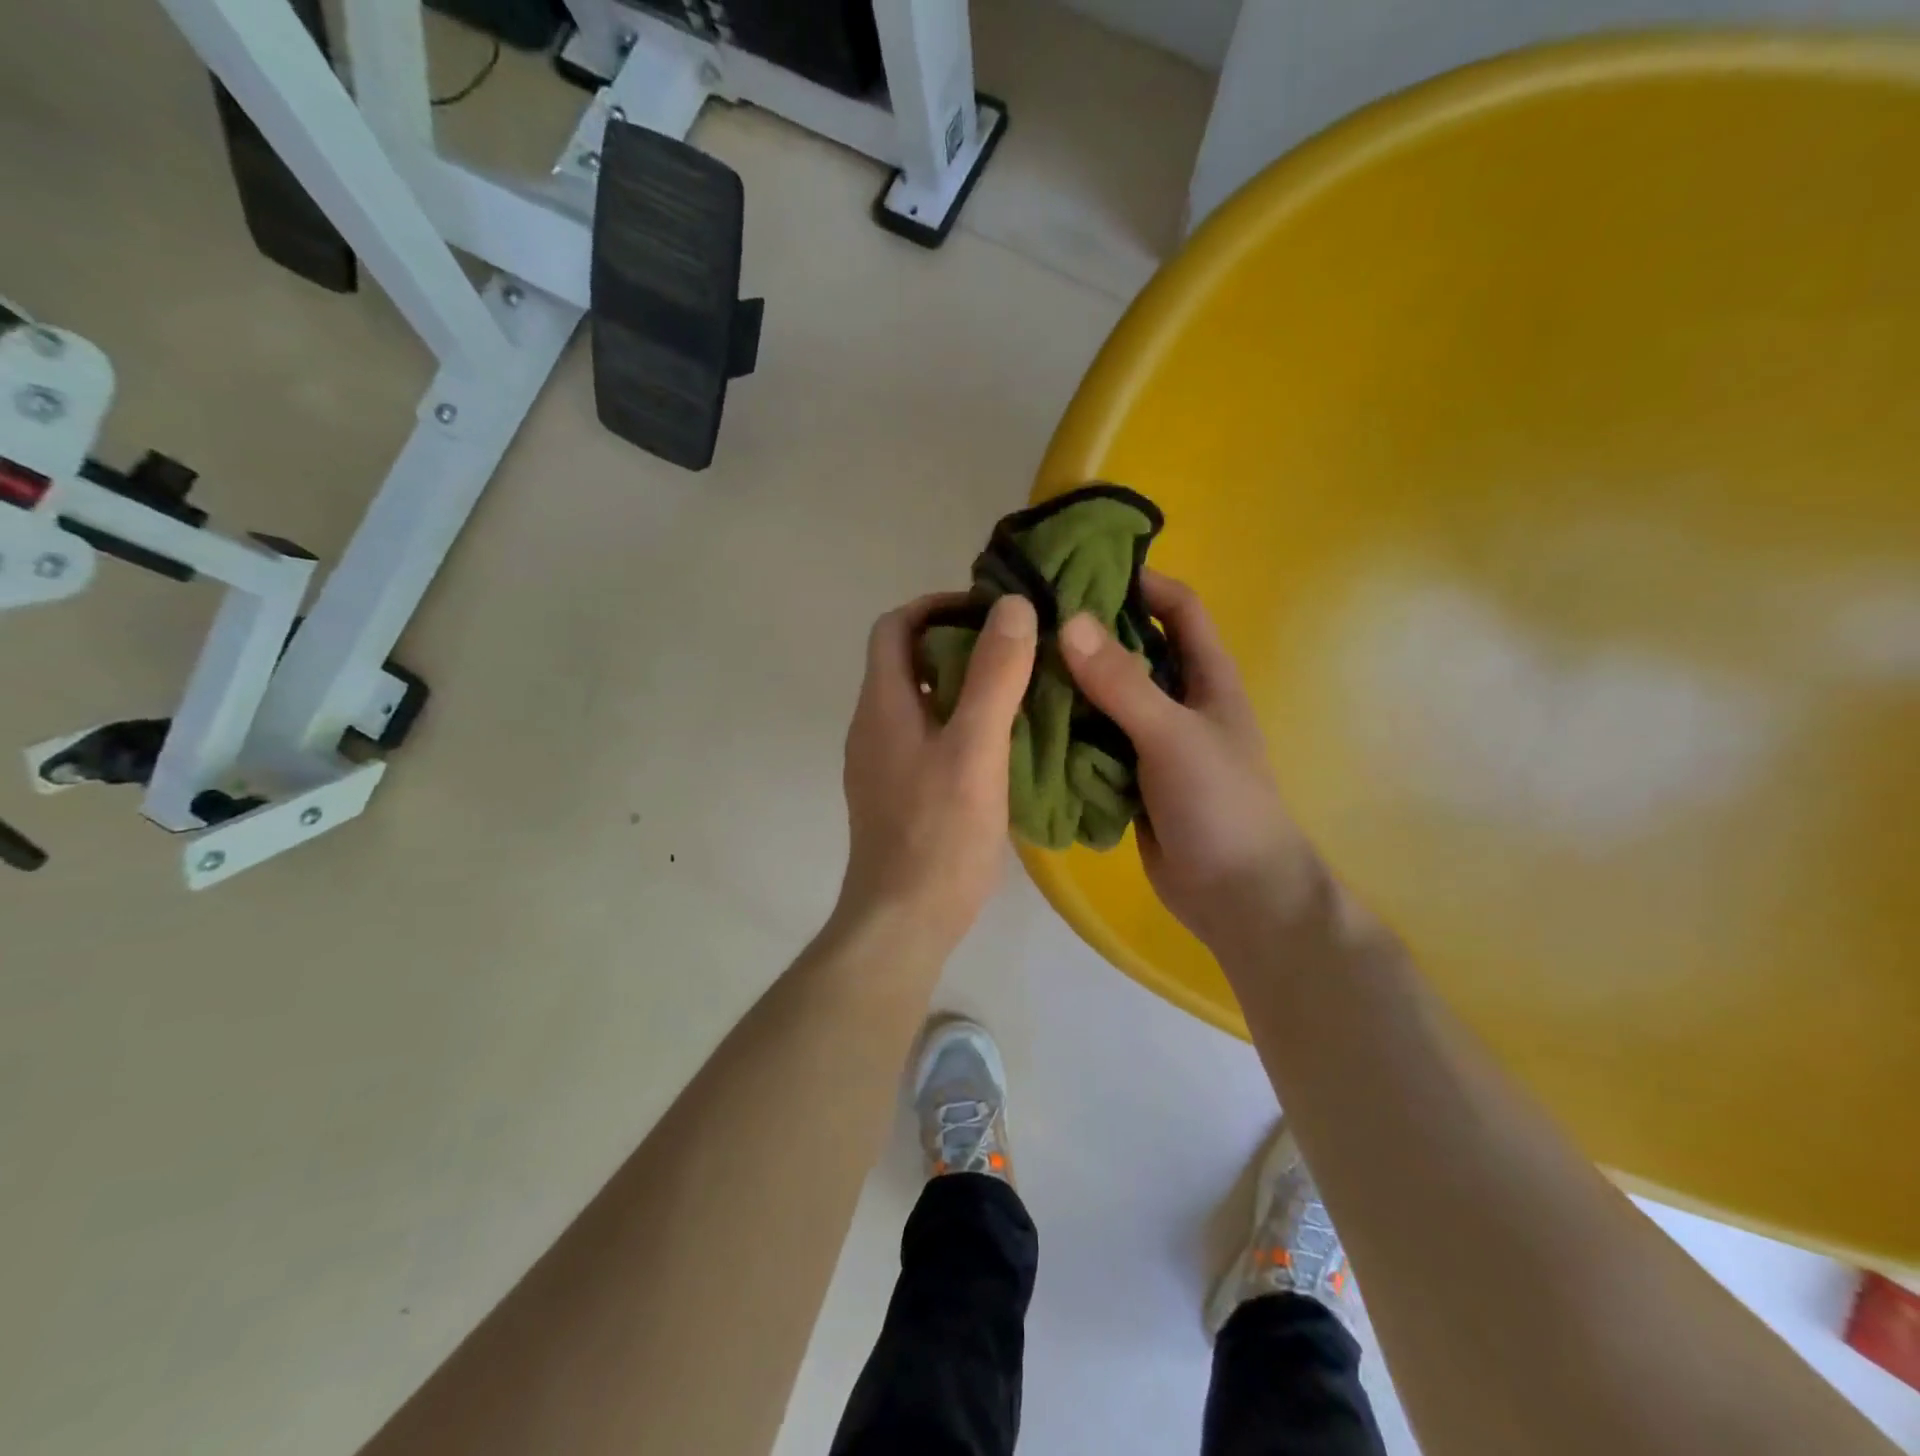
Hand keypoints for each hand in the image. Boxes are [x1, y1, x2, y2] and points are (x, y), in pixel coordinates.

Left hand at [835, 592, 1037, 958]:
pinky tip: (998, 743)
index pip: (895, 627)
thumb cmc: (939, 833)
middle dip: (956, 643)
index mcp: (883, 705)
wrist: (903, 920)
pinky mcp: (896, 793)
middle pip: (906, 661)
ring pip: (919, 702)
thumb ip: (994, 677)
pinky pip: (925, 737)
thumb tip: (1012, 607)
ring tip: (1016, 689)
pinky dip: (958, 723)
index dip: (937, 606)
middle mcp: (872, 726)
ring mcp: (881, 763)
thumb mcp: (975, 749)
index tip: (989, 611)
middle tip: (1015, 648)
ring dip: (961, 685)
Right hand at [1058, 572, 1328, 953]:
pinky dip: (1065, 730)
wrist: (1235, 896)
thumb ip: (1123, 684)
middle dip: (1089, 632)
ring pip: (1105, 698)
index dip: (1142, 582)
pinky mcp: (1129, 777)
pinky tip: (1024, 722)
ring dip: (1069, 684)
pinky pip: (1092, 741)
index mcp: (1207, 678)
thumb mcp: (1173, 736)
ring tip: (1015, 665)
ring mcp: (1152, 742)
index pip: (1180, 609)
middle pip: (1132, 650)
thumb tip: (1068, 622)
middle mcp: (1179, 701)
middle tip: (1030, 618)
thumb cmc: (1220, 805)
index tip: (1085, 568)